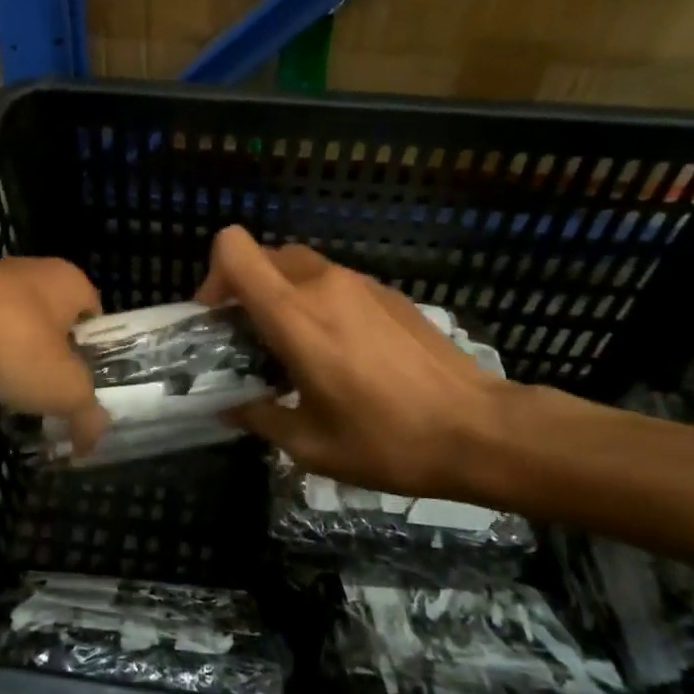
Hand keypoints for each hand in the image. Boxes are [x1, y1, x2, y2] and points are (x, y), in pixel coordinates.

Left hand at [0, 258, 108, 454]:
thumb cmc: (14, 347)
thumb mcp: (64, 390)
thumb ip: (87, 414)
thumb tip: (93, 438)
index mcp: (69, 280)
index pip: (94, 315)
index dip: (92, 351)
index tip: (80, 382)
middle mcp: (34, 268)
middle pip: (54, 315)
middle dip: (51, 350)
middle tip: (47, 387)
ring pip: (14, 317)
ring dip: (14, 346)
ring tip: (8, 385)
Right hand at [195, 226, 508, 501]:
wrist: (480, 431)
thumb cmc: (387, 440)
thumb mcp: (310, 445)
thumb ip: (260, 417)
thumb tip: (232, 407)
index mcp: (294, 314)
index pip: (234, 249)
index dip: (214, 275)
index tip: (219, 318)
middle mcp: (324, 284)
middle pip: (265, 255)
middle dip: (247, 288)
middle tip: (252, 337)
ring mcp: (361, 284)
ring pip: (302, 268)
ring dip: (285, 296)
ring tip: (297, 349)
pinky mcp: (390, 293)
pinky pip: (336, 283)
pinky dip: (320, 303)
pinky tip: (343, 353)